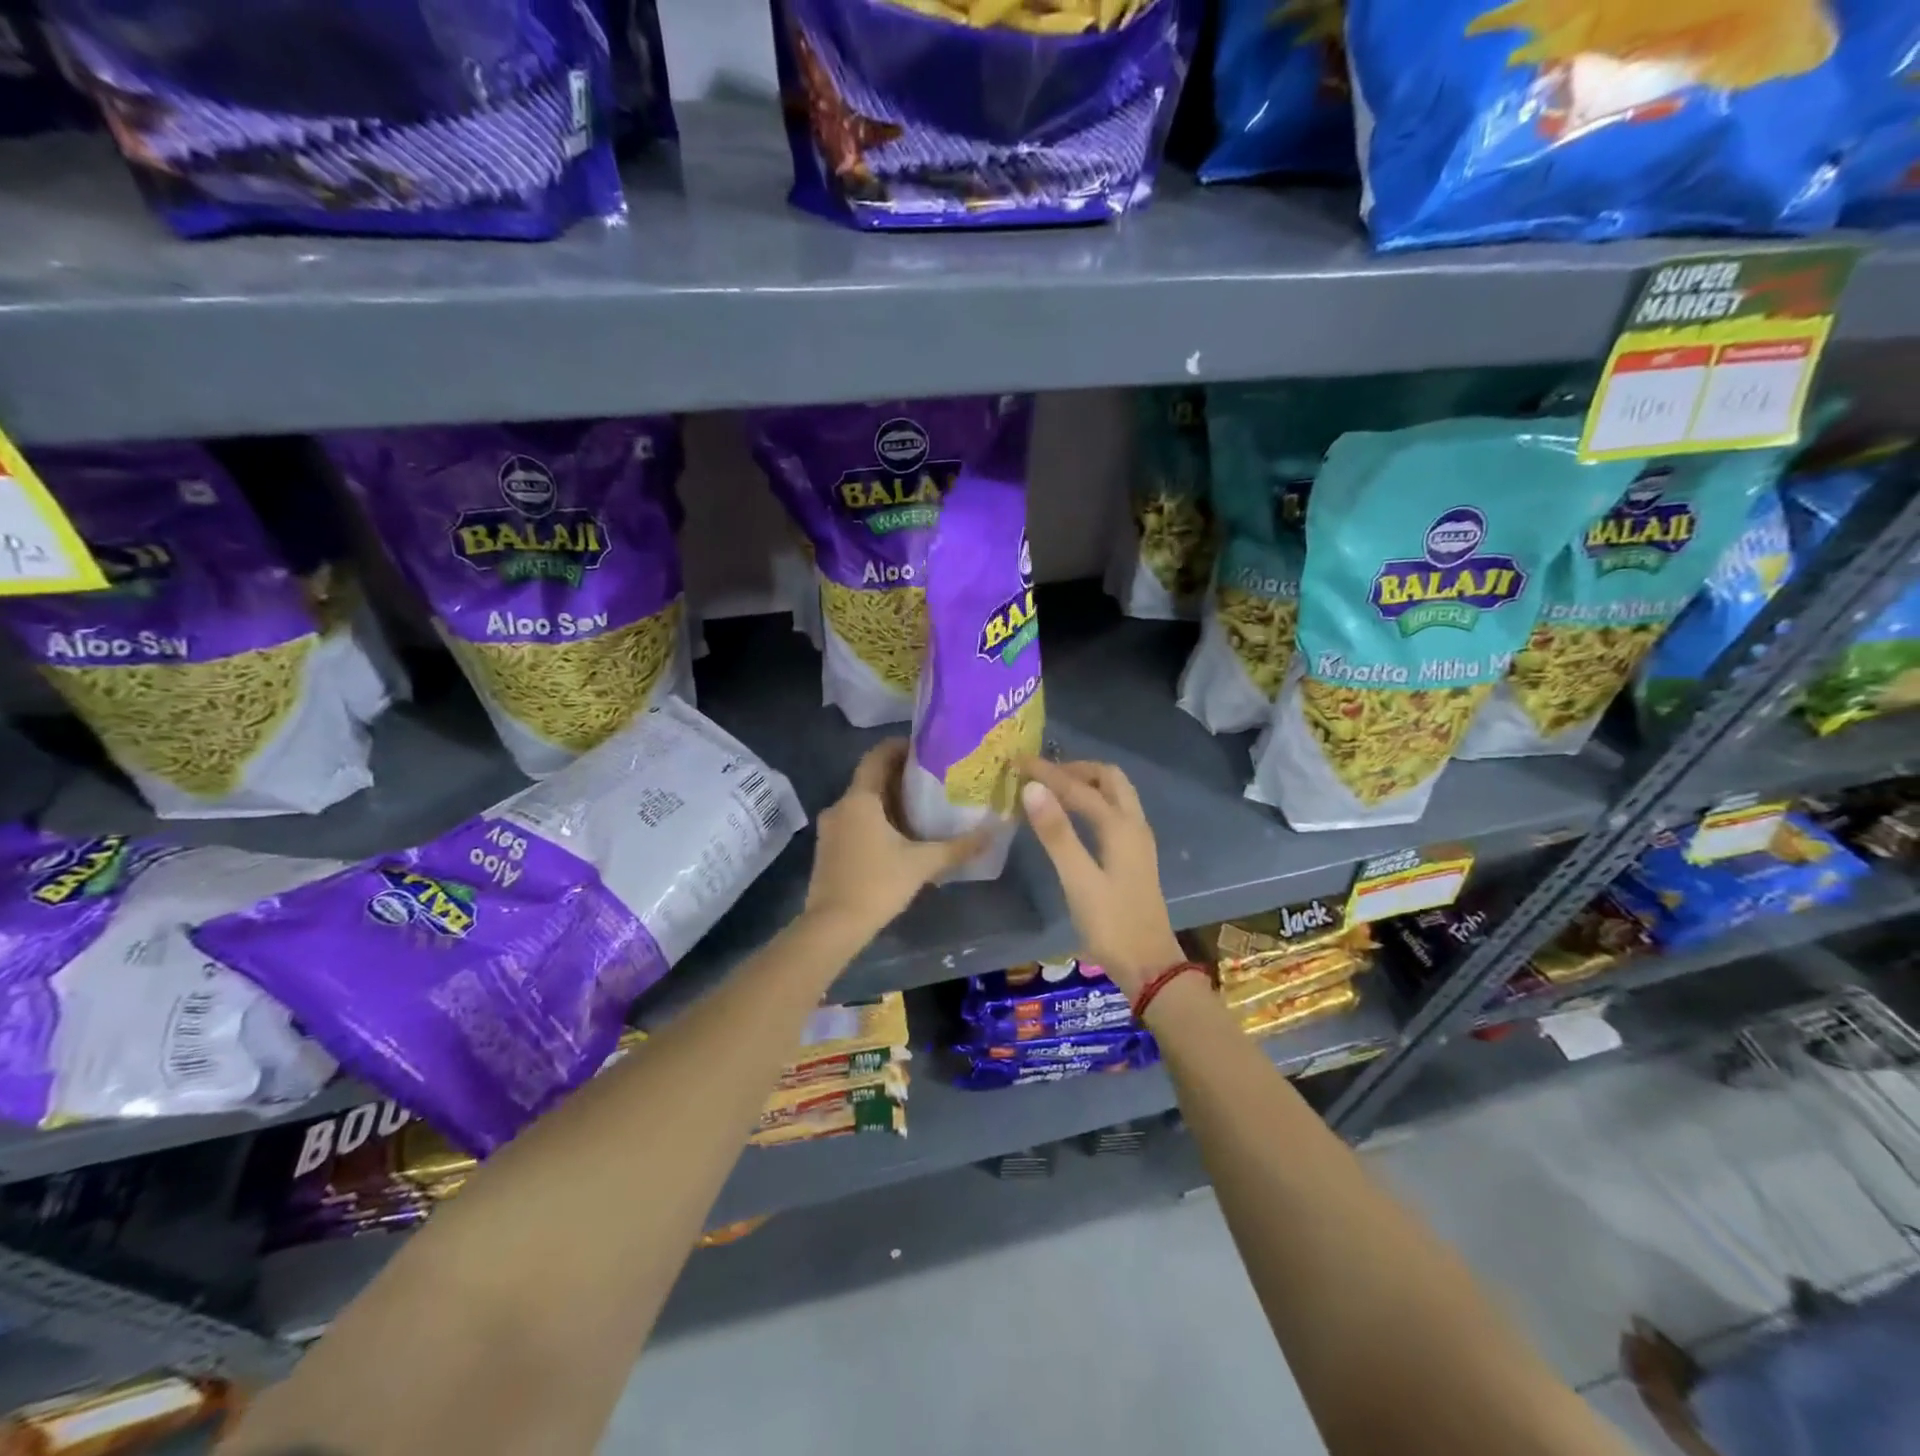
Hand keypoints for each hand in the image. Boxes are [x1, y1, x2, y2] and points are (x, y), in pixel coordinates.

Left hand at [804, 740, 991, 940]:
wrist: (832, 927)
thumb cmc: (877, 885)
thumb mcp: (923, 864)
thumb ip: (958, 847)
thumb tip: (993, 832)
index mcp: (860, 799)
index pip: (877, 756)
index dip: (899, 747)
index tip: (925, 748)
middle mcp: (840, 806)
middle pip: (870, 779)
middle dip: (900, 776)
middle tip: (933, 779)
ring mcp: (830, 829)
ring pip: (862, 803)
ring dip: (888, 801)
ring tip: (921, 808)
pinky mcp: (828, 849)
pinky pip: (854, 822)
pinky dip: (876, 821)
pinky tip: (899, 837)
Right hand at [1019, 757, 1183, 998]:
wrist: (1149, 967)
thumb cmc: (1111, 925)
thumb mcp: (1078, 880)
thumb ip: (1056, 833)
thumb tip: (1033, 788)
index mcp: (1120, 827)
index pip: (1079, 787)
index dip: (1048, 773)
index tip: (1017, 762)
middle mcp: (1134, 825)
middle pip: (1108, 779)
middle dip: (1075, 769)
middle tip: (1041, 774)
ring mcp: (1137, 841)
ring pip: (1115, 794)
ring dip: (1086, 783)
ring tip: (1051, 790)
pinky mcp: (1134, 857)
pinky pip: (1114, 812)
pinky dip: (1092, 802)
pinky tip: (1072, 818)